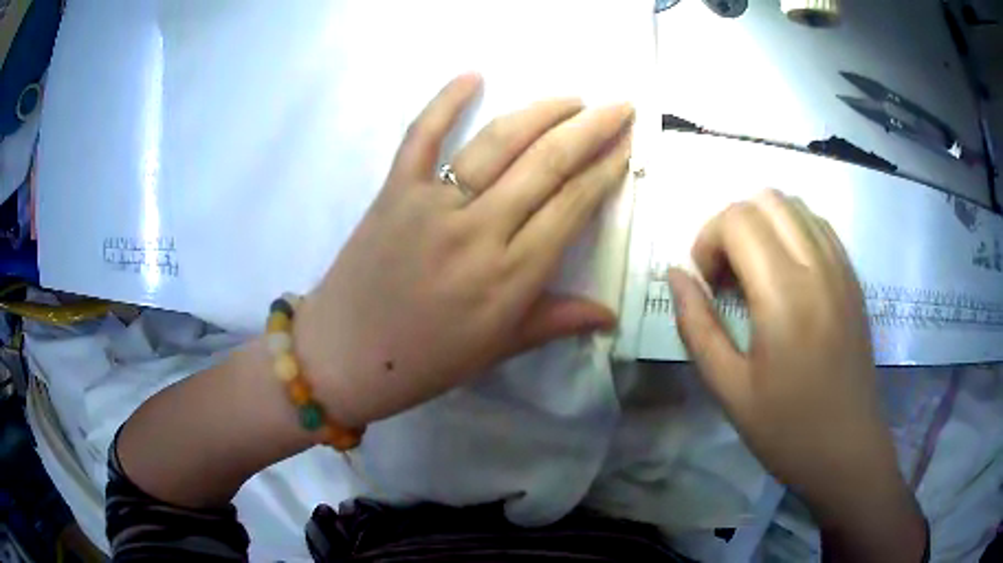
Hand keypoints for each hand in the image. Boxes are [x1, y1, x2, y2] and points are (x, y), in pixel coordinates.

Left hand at [297, 74, 633, 426]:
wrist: (344, 356)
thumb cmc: (425, 361)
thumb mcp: (498, 349)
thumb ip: (556, 321)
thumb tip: (610, 314)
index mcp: (511, 275)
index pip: (572, 206)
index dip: (605, 171)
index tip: (627, 145)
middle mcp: (479, 229)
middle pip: (547, 164)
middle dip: (591, 129)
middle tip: (619, 107)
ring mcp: (432, 203)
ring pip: (497, 143)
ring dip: (541, 112)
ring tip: (573, 99)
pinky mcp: (394, 191)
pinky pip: (421, 136)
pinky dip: (444, 101)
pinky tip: (473, 75)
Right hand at [667, 190, 925, 561]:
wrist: (847, 449)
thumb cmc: (786, 429)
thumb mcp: (729, 388)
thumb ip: (697, 326)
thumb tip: (675, 276)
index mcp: (784, 295)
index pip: (738, 219)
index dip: (708, 239)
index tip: (707, 283)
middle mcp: (817, 266)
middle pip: (766, 199)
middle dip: (733, 225)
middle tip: (727, 276)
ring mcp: (841, 268)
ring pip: (795, 206)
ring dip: (763, 226)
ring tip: (756, 274)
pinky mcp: (853, 278)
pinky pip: (819, 227)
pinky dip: (792, 233)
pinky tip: (786, 276)